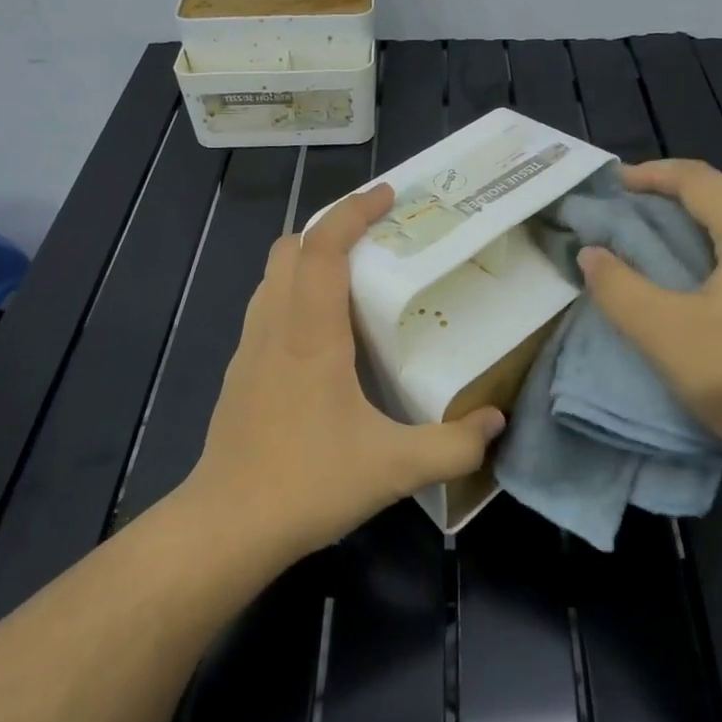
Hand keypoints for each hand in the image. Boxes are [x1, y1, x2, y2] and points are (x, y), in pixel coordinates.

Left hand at [182, 184, 504, 561]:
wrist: (226, 525)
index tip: (387, 195)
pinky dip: (294, 295)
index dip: (352, 211)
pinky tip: (324, 336)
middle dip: (330, 229)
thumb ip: (453, 445)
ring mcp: (249, 348)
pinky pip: (267, 309)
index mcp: (310, 333)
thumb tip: (495, 423)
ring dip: (309, 261)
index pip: (322, 247)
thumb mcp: (395, 468)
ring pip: (272, 277)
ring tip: (354, 280)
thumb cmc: (307, 483)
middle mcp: (275, 326)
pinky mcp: (239, 372)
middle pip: (290, 248)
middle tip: (376, 240)